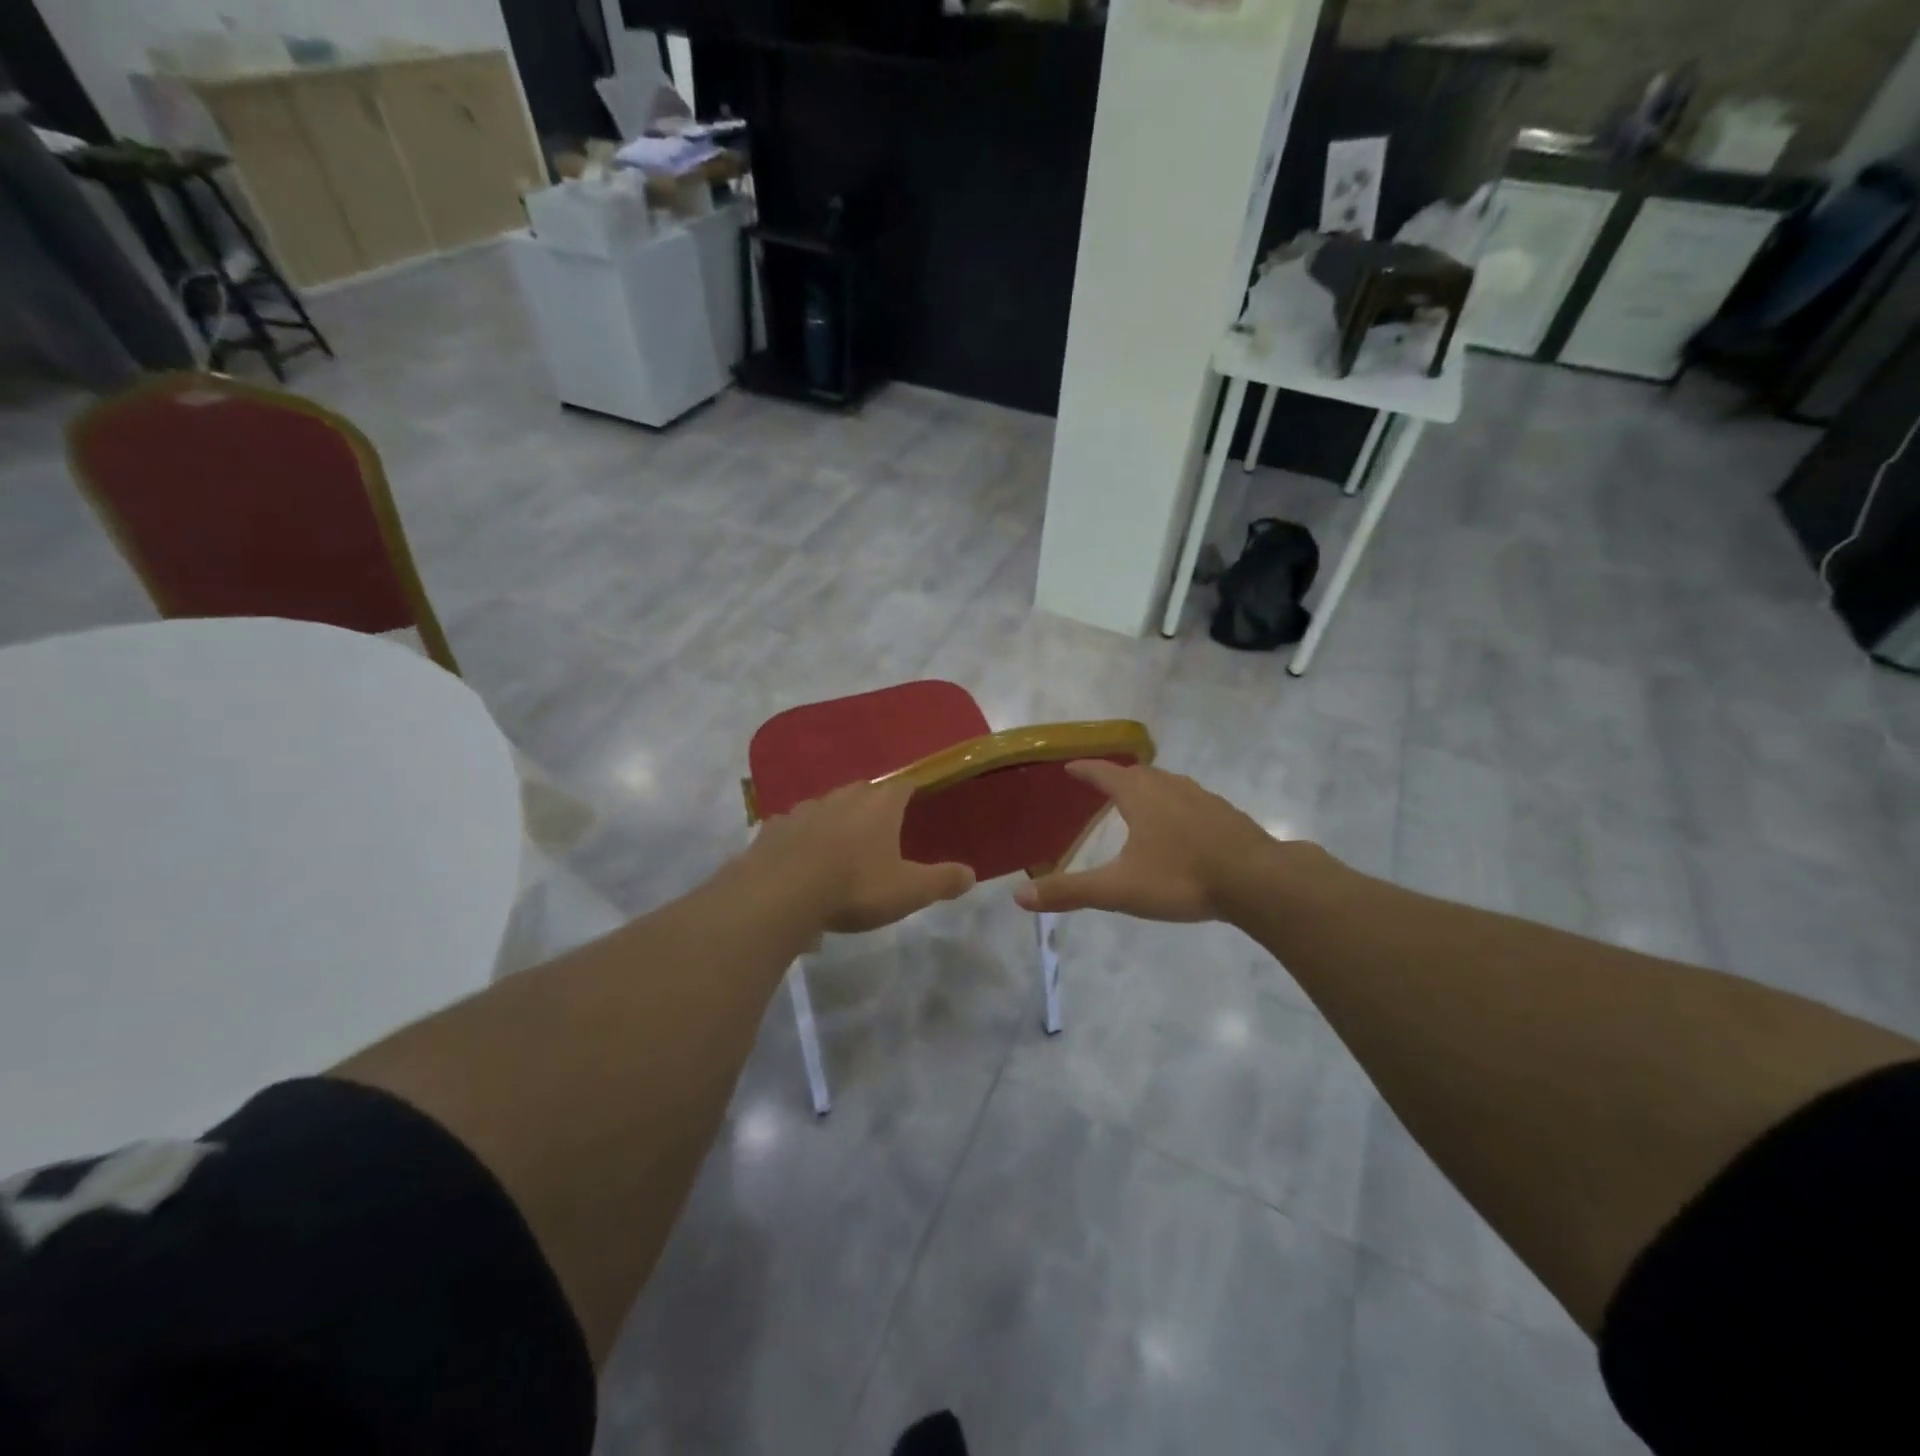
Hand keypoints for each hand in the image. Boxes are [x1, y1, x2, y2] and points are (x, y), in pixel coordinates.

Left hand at [744, 778, 974, 933]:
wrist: (780, 893)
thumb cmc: (854, 886)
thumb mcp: (908, 891)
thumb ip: (941, 881)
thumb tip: (971, 874)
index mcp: (880, 805)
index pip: (904, 785)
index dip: (912, 792)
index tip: (917, 801)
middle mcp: (843, 797)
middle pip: (864, 791)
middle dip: (874, 804)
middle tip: (881, 828)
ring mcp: (805, 809)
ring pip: (827, 805)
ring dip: (837, 818)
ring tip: (841, 844)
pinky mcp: (774, 827)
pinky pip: (794, 826)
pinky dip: (802, 836)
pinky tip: (802, 857)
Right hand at [1012, 761, 1289, 922]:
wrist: (1258, 881)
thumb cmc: (1181, 877)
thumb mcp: (1119, 889)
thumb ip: (1069, 891)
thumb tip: (1017, 896)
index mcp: (1140, 795)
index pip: (1104, 773)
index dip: (1085, 769)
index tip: (1070, 766)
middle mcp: (1170, 787)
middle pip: (1137, 773)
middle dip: (1117, 776)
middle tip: (1102, 785)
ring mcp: (1203, 798)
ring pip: (1168, 784)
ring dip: (1149, 787)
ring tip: (1140, 801)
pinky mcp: (1227, 815)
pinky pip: (1192, 800)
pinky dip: (1177, 805)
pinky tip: (1183, 827)